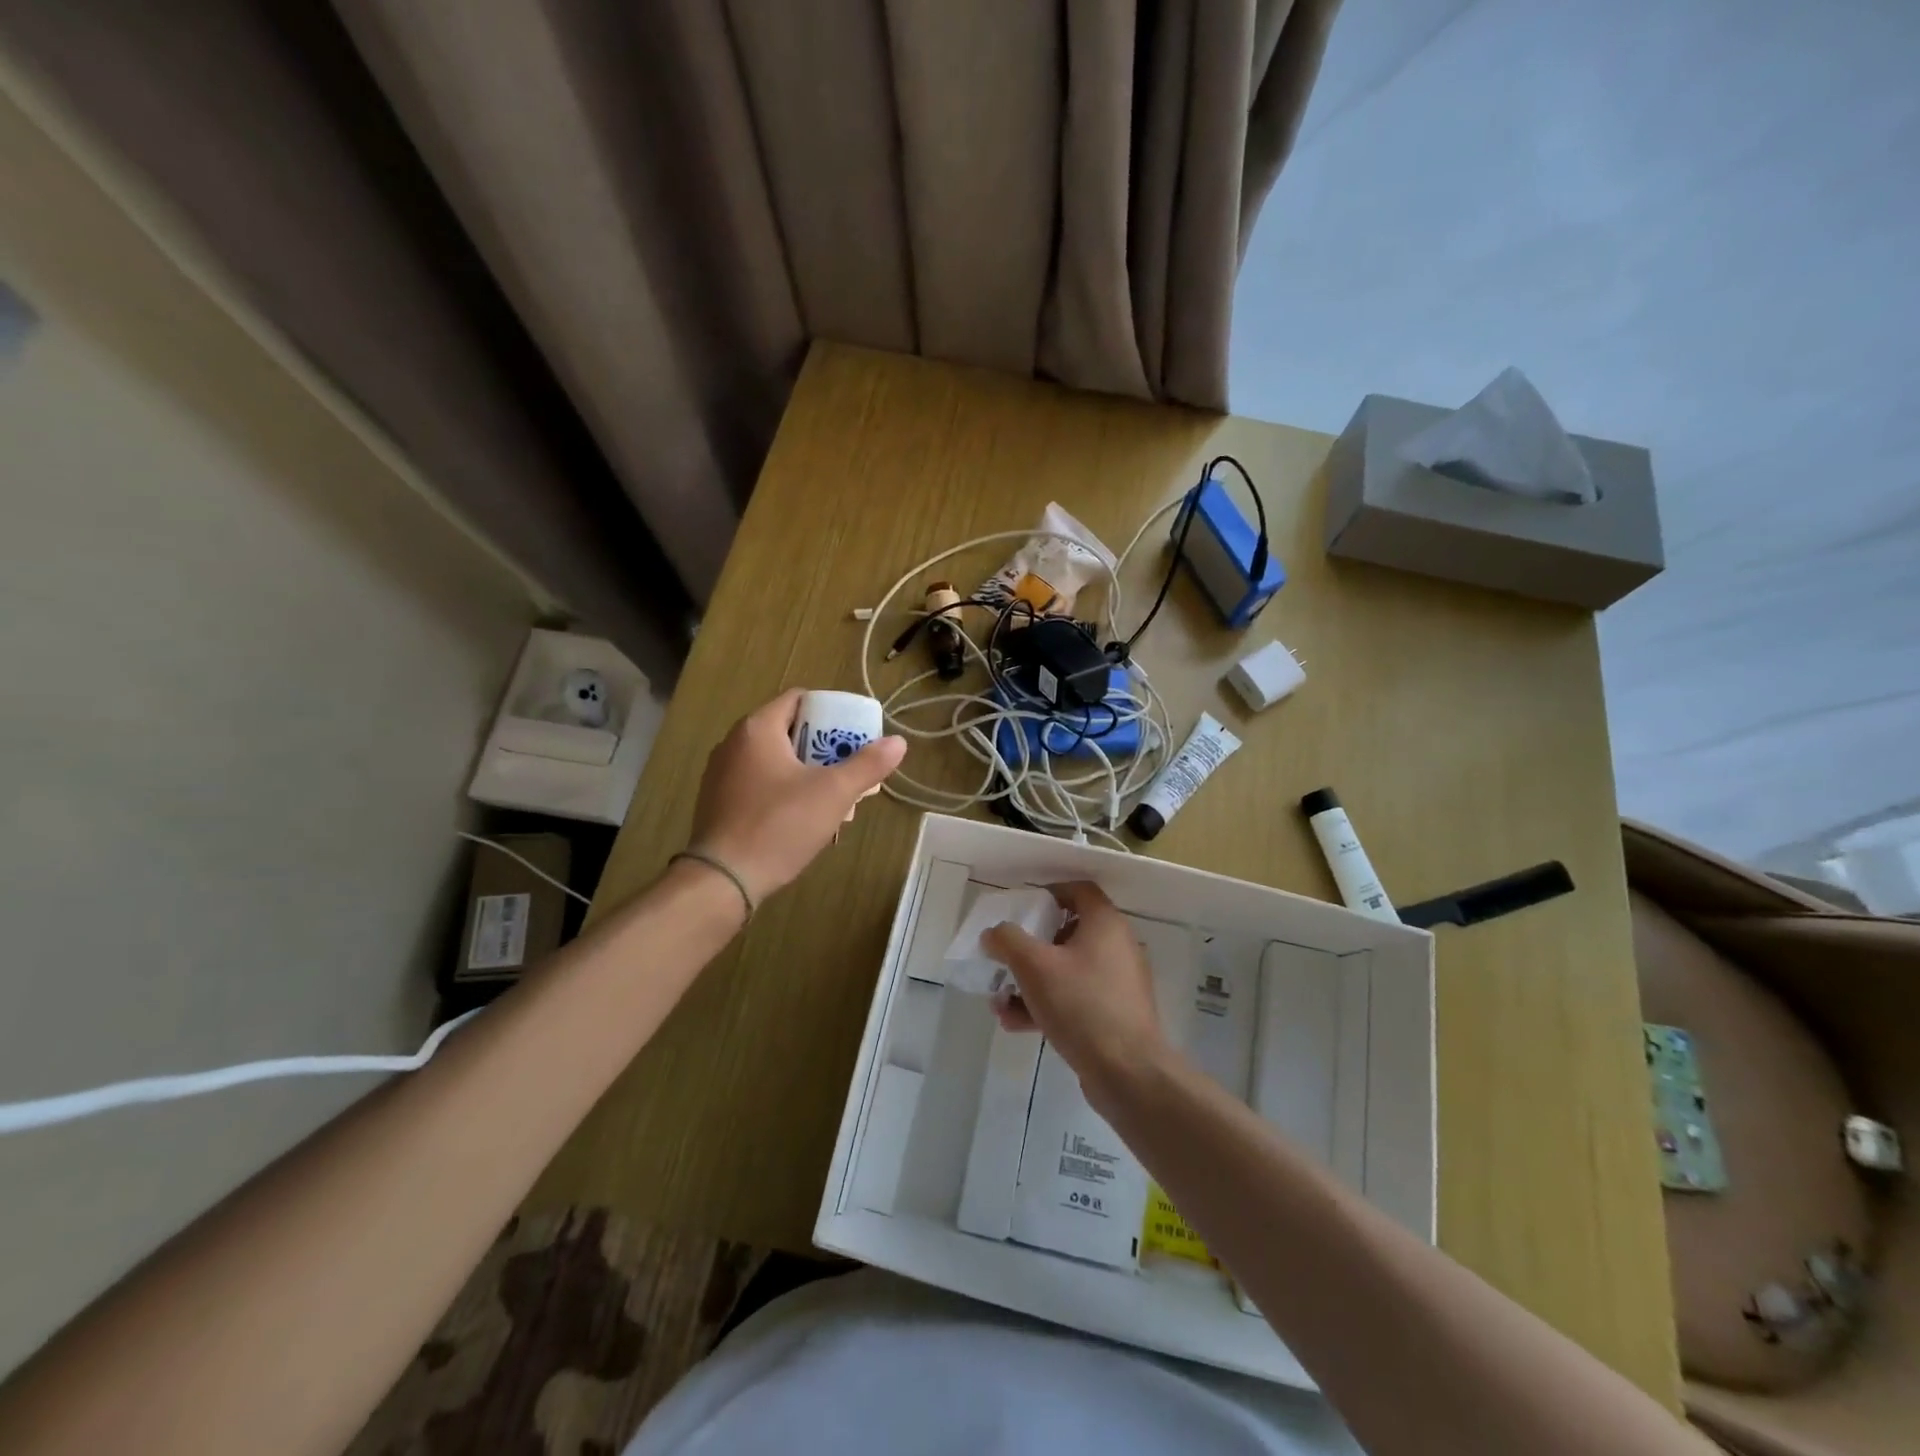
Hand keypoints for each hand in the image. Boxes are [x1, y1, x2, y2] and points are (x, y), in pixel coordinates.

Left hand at [688, 689, 905, 904]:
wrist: (723, 879)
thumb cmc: (780, 825)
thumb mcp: (833, 793)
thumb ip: (867, 765)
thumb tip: (898, 743)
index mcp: (757, 728)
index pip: (799, 699)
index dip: (830, 712)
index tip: (852, 735)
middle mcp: (733, 742)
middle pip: (788, 730)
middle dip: (821, 747)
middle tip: (847, 769)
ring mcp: (721, 773)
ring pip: (773, 759)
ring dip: (804, 771)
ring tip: (830, 797)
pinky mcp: (717, 801)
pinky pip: (757, 782)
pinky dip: (781, 789)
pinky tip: (799, 817)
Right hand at [983, 881, 1172, 1102]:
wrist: (1127, 1072)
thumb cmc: (1081, 1004)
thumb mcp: (1034, 966)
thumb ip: (1008, 941)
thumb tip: (993, 933)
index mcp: (1105, 924)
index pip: (1079, 890)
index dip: (1049, 893)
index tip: (1022, 909)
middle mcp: (1118, 947)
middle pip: (1068, 933)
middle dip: (1030, 949)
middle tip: (1006, 959)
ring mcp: (1118, 983)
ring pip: (1068, 971)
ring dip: (1032, 982)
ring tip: (1001, 1002)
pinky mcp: (1115, 1014)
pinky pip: (1076, 998)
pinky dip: (1048, 1004)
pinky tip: (1016, 1023)